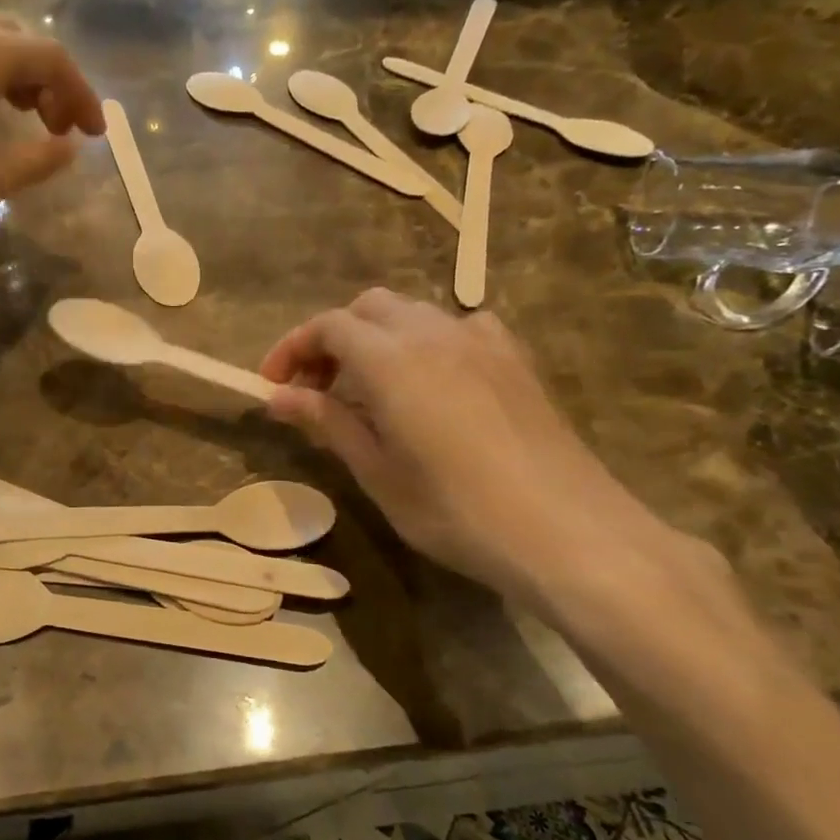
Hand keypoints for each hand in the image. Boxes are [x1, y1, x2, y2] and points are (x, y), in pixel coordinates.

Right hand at [261, 290, 684, 608]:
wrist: (566, 531)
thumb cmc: (455, 510)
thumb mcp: (378, 472)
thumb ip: (328, 422)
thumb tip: (278, 397)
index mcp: (392, 359)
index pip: (328, 327)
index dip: (292, 349)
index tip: (273, 386)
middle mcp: (434, 332)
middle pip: (367, 308)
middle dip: (332, 339)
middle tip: (317, 390)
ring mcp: (481, 340)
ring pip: (412, 313)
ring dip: (376, 338)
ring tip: (368, 391)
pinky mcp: (514, 358)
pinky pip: (457, 327)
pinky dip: (425, 342)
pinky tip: (432, 384)